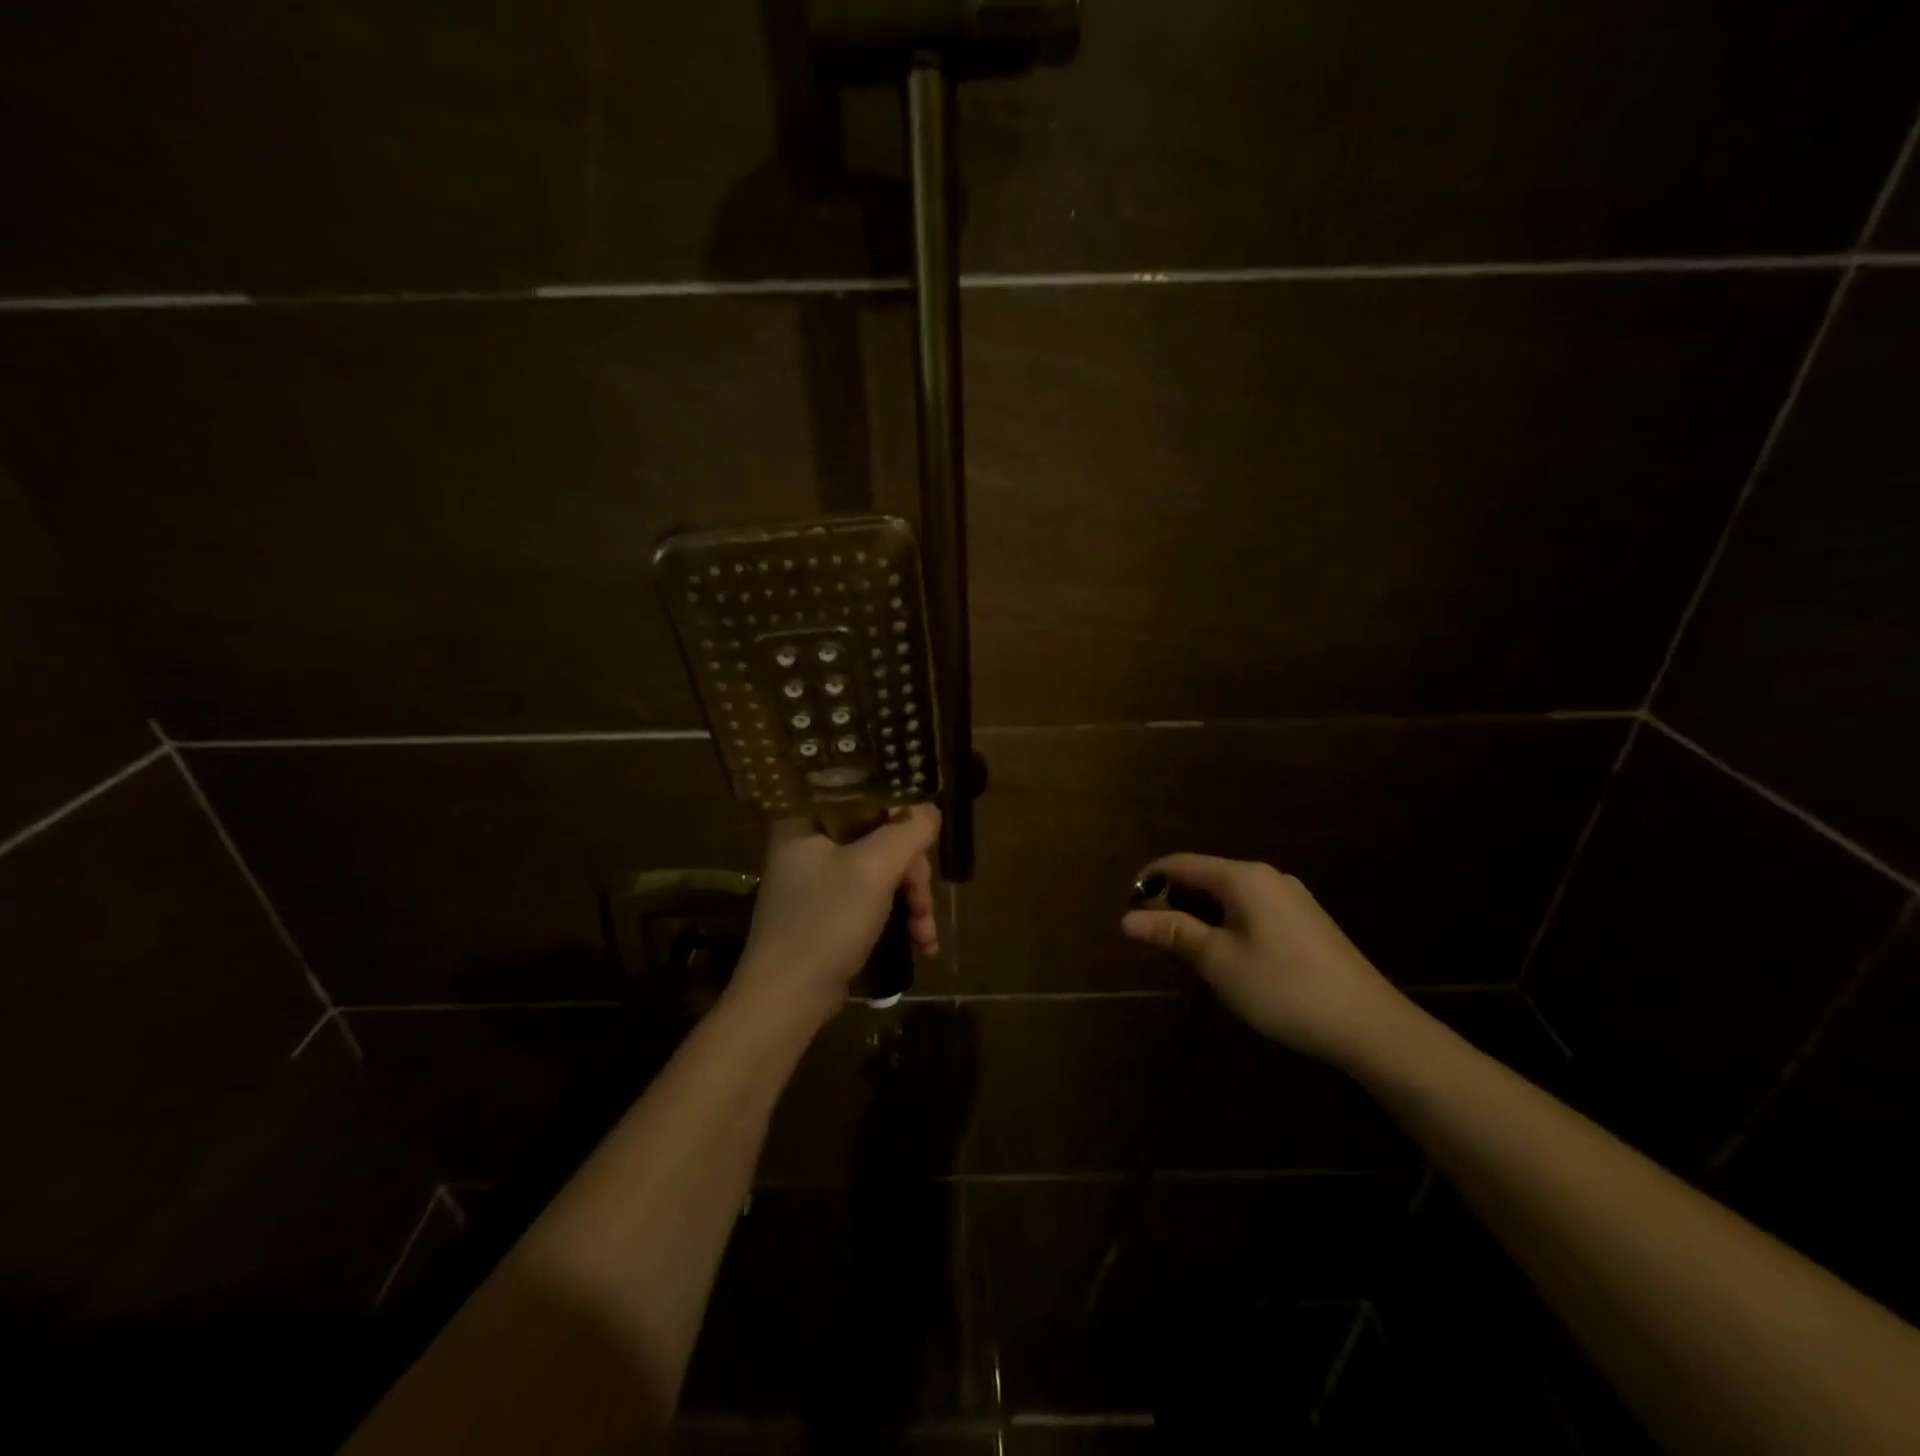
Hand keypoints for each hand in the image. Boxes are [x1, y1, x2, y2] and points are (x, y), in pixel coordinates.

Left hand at [732, 804, 941, 1027]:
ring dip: (912, 900)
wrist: (787, 999)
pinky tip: (921, 944)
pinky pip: (873, 898)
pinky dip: (898, 916)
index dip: (901, 812)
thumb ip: (907, 831)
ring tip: (925, 935)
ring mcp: (818, 880)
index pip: (864, 794)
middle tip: (924, 903)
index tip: (926, 838)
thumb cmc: (825, 922)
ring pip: (882, 870)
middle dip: (912, 873)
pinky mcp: (828, 912)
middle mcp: (810, 843)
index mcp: (807, 820)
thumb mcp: (873, 869)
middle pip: (880, 836)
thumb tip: (930, 809)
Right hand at [1120, 853, 1400, 1064]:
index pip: (1181, 864)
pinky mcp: (1306, 921)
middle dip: (1174, 901)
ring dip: (1200, 915)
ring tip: (1184, 951)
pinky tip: (1228, 956)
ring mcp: (1291, 897)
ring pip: (1229, 895)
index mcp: (1243, 877)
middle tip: (1153, 939)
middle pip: (1205, 876)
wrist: (1369, 1024)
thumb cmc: (1283, 988)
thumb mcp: (1218, 962)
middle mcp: (1267, 876)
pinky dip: (1227, 923)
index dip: (1149, 881)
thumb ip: (1173, 934)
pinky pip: (1252, 909)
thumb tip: (1127, 919)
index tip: (1128, 910)